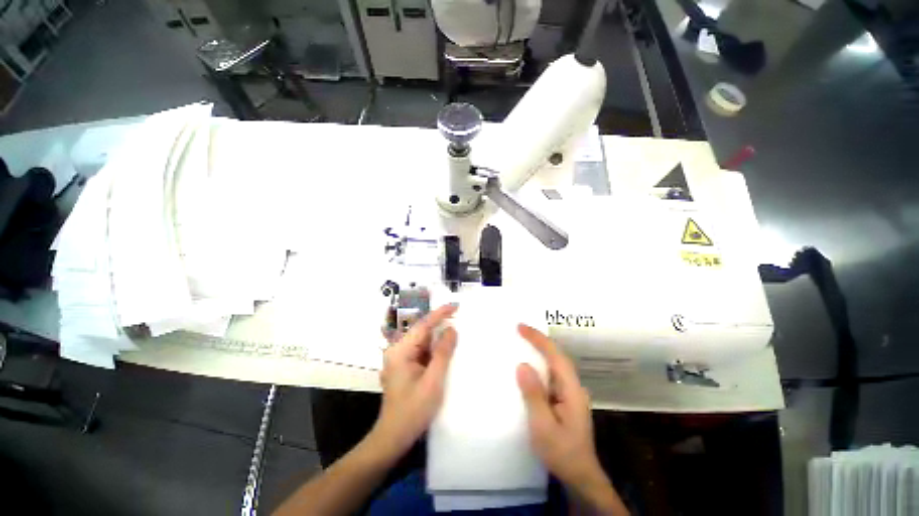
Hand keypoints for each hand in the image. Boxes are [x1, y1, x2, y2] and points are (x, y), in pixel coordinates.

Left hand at [371, 304, 457, 457]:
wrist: (394, 437)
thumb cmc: (413, 410)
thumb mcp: (433, 381)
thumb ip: (443, 353)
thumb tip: (451, 329)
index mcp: (401, 351)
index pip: (423, 325)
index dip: (439, 314)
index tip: (455, 305)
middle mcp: (398, 350)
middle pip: (422, 331)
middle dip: (440, 323)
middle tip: (459, 316)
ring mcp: (400, 359)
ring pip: (423, 341)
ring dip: (438, 337)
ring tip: (456, 329)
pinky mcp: (405, 367)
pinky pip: (422, 351)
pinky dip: (434, 348)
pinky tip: (446, 348)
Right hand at [515, 324, 599, 485]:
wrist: (579, 475)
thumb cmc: (562, 452)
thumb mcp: (543, 426)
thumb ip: (534, 395)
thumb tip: (522, 365)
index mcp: (571, 389)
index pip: (555, 355)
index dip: (538, 339)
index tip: (520, 327)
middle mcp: (573, 386)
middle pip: (556, 356)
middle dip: (539, 340)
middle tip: (518, 329)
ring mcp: (570, 392)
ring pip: (554, 364)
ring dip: (539, 350)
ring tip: (522, 340)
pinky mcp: (564, 399)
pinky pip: (550, 374)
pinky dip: (539, 364)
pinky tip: (529, 365)